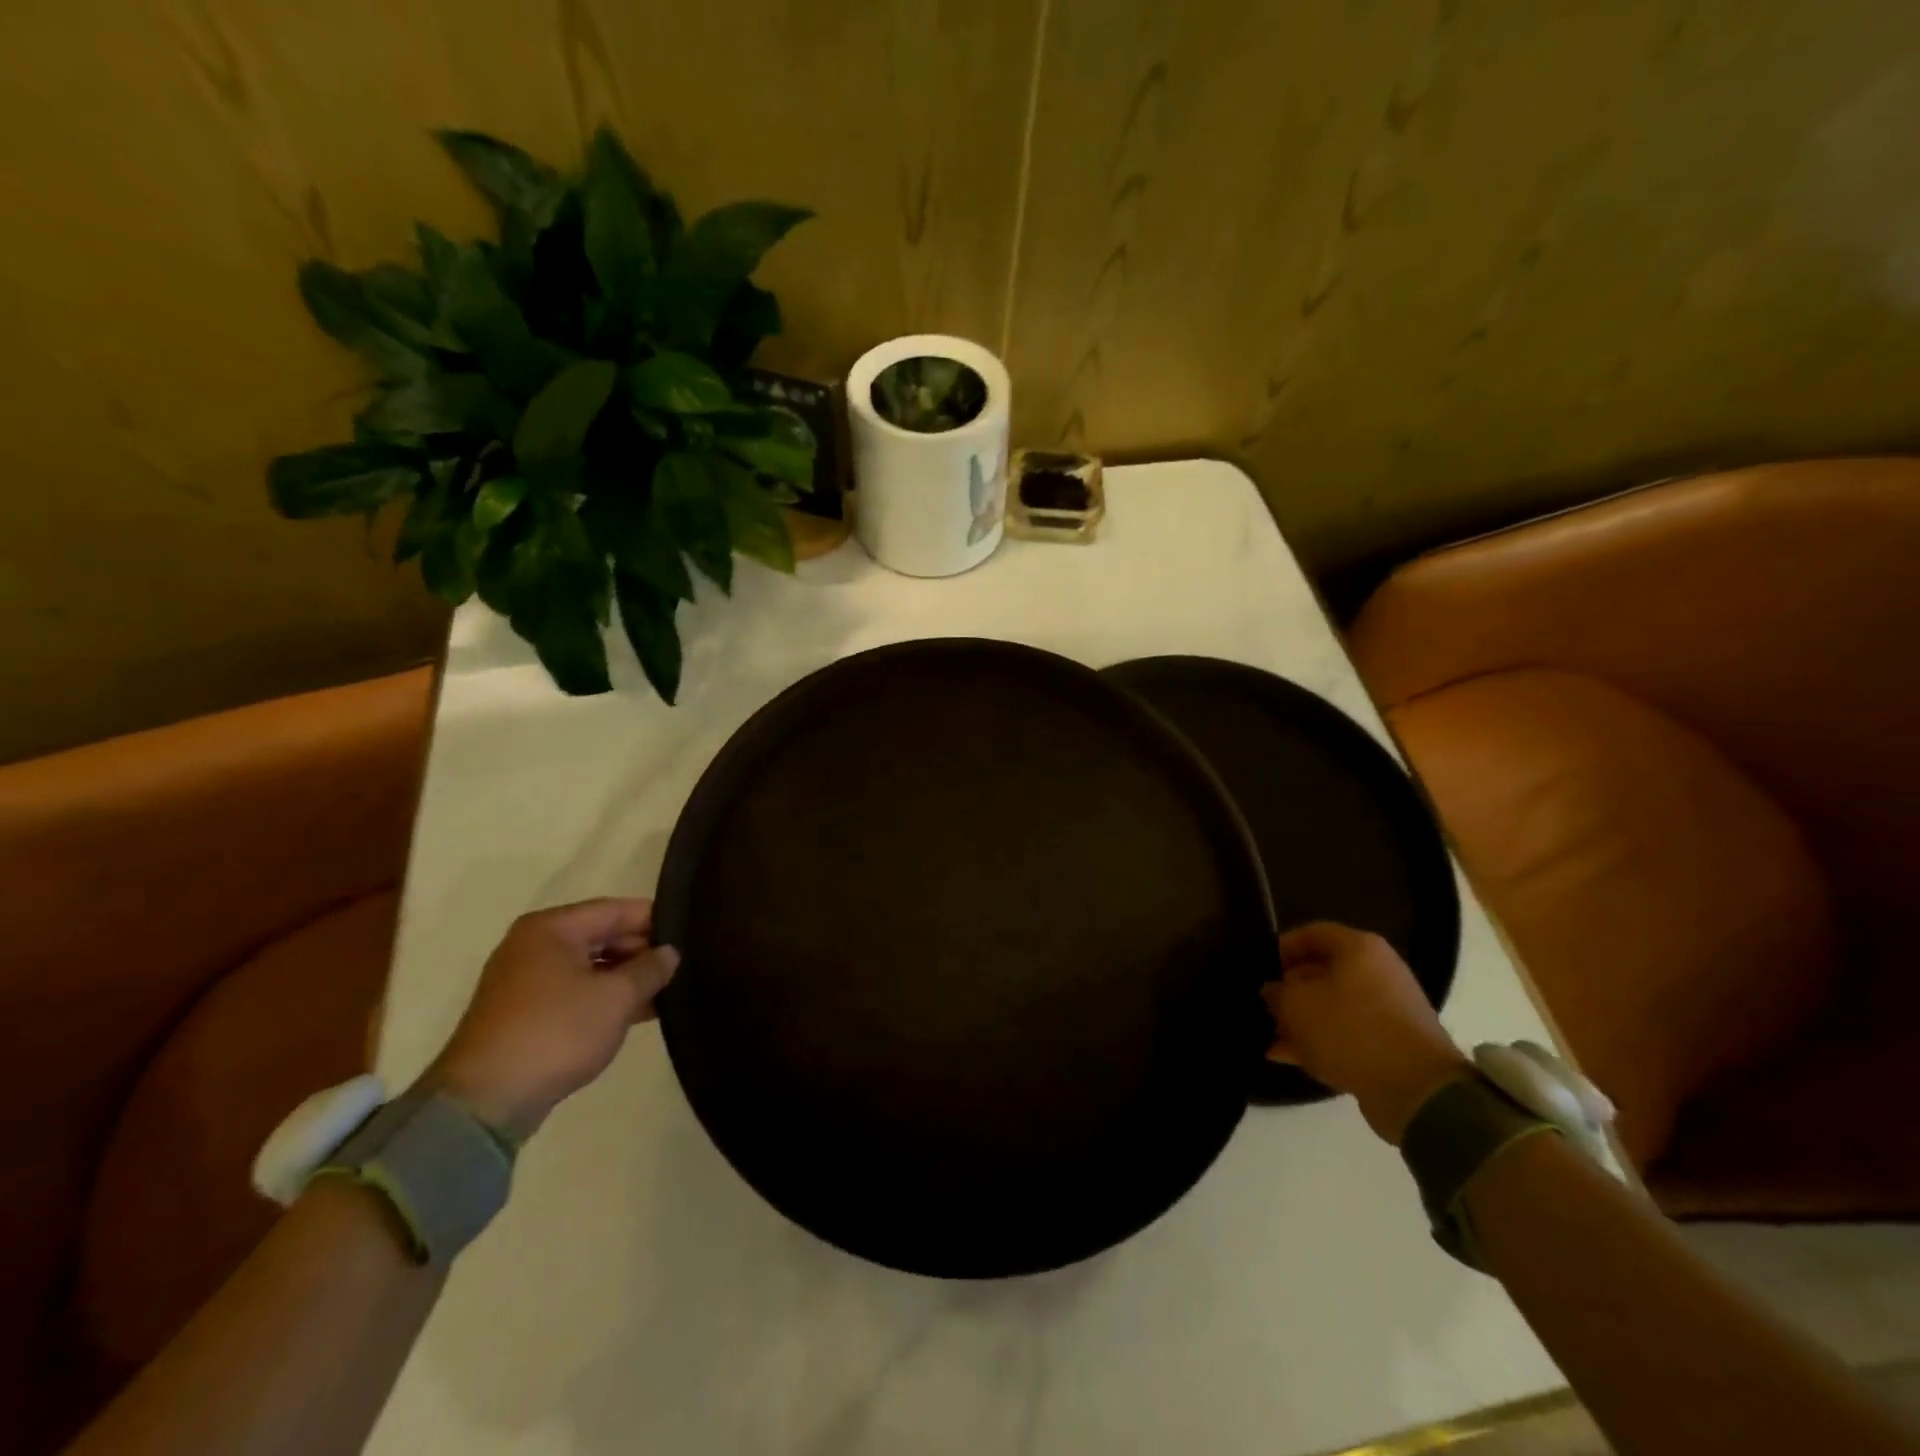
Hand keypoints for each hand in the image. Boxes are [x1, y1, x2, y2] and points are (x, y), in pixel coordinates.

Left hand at [426, 898, 678, 1141]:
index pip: (617, 909)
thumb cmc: (555, 1032)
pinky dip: (605, 998)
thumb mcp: (616, 997)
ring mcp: (526, 980)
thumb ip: (650, 969)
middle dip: (642, 952)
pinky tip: (640, 1012)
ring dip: (627, 978)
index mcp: (552, 928)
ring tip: (669, 991)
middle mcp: (534, 945)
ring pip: (591, 966)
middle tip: (683, 967)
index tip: (690, 936)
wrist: (485, 1101)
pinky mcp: (525, 1013)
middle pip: (602, 935)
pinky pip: (576, 991)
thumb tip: (670, 953)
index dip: (656, 920)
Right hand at [1261, 922, 1469, 1144]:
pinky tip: (1288, 1056)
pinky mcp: (1393, 1043)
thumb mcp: (1296, 1005)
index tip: (1259, 970)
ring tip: (1270, 1037)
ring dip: (1302, 1020)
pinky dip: (1320, 1040)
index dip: (1280, 949)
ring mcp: (1389, 1009)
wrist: (1417, 1091)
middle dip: (1289, 990)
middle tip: (1263, 1006)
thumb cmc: (1350, 1030)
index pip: (1310, 934)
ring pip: (1332, 1005)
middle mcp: (1378, 971)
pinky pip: (1347, 1032)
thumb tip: (1272, 991)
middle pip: (1321, 971)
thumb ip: (1276, 992)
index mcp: (1359, 948)